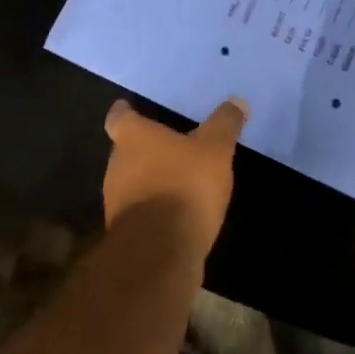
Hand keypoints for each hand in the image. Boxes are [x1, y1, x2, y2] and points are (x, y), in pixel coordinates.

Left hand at [102, 97, 248, 260]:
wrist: (160, 253)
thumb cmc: (184, 186)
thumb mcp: (215, 149)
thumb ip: (225, 124)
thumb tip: (237, 100)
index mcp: (132, 138)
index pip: (118, 117)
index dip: (126, 112)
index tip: (132, 109)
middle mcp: (117, 165)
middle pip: (125, 149)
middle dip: (145, 148)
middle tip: (169, 145)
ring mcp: (117, 201)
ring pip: (131, 181)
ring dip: (150, 179)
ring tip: (177, 179)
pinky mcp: (126, 233)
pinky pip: (140, 211)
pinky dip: (154, 207)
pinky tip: (177, 212)